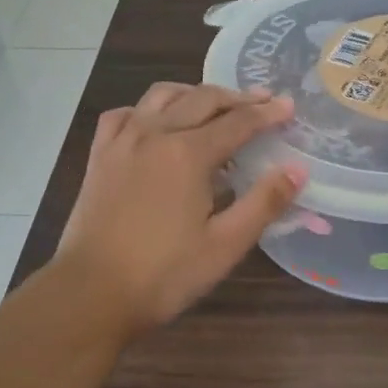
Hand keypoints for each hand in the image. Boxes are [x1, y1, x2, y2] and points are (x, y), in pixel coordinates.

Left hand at [55, 83, 305, 333]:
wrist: (91, 293)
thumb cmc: (163, 275)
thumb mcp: (225, 245)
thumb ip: (264, 203)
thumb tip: (297, 170)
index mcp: (188, 153)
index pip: (237, 123)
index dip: (267, 113)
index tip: (289, 106)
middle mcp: (155, 133)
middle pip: (202, 99)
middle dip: (237, 98)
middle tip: (262, 102)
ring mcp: (122, 141)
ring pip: (162, 96)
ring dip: (194, 94)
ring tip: (214, 105)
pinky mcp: (99, 155)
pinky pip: (124, 114)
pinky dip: (147, 110)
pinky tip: (155, 123)